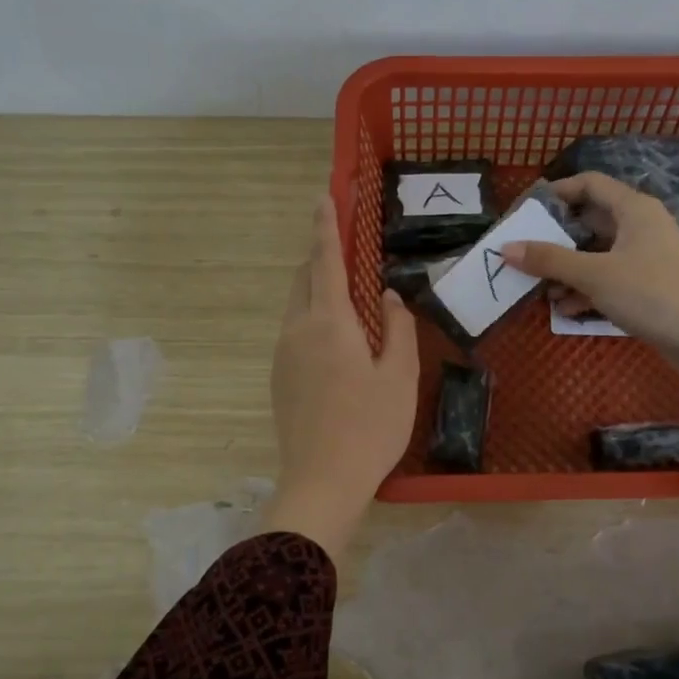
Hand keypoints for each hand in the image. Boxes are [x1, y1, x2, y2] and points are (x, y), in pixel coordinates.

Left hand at [266, 194, 418, 553]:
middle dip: (321, 256)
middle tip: (346, 247)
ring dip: (318, 289)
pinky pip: (295, 331)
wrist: (321, 482)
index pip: (325, 261)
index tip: (324, 196)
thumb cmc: (370, 427)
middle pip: (305, 280)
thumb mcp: (399, 377)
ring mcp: (283, 355)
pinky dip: (313, 317)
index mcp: (328, 323)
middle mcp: (297, 330)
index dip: (326, 226)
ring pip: (298, 306)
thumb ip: (397, 328)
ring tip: (348, 295)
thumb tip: (386, 296)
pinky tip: (337, 340)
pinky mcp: (279, 378)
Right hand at [500, 172, 678, 376]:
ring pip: (597, 254)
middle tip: (525, 254)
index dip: (557, 192)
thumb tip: (505, 248)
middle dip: (556, 240)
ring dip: (568, 270)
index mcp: (633, 209)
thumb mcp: (594, 274)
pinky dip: (585, 289)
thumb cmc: (651, 292)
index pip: (589, 184)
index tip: (526, 211)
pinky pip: (608, 278)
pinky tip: (564, 309)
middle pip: (589, 221)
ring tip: (540, 289)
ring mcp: (645, 257)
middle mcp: (640, 226)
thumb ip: (549, 260)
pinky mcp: (647, 286)